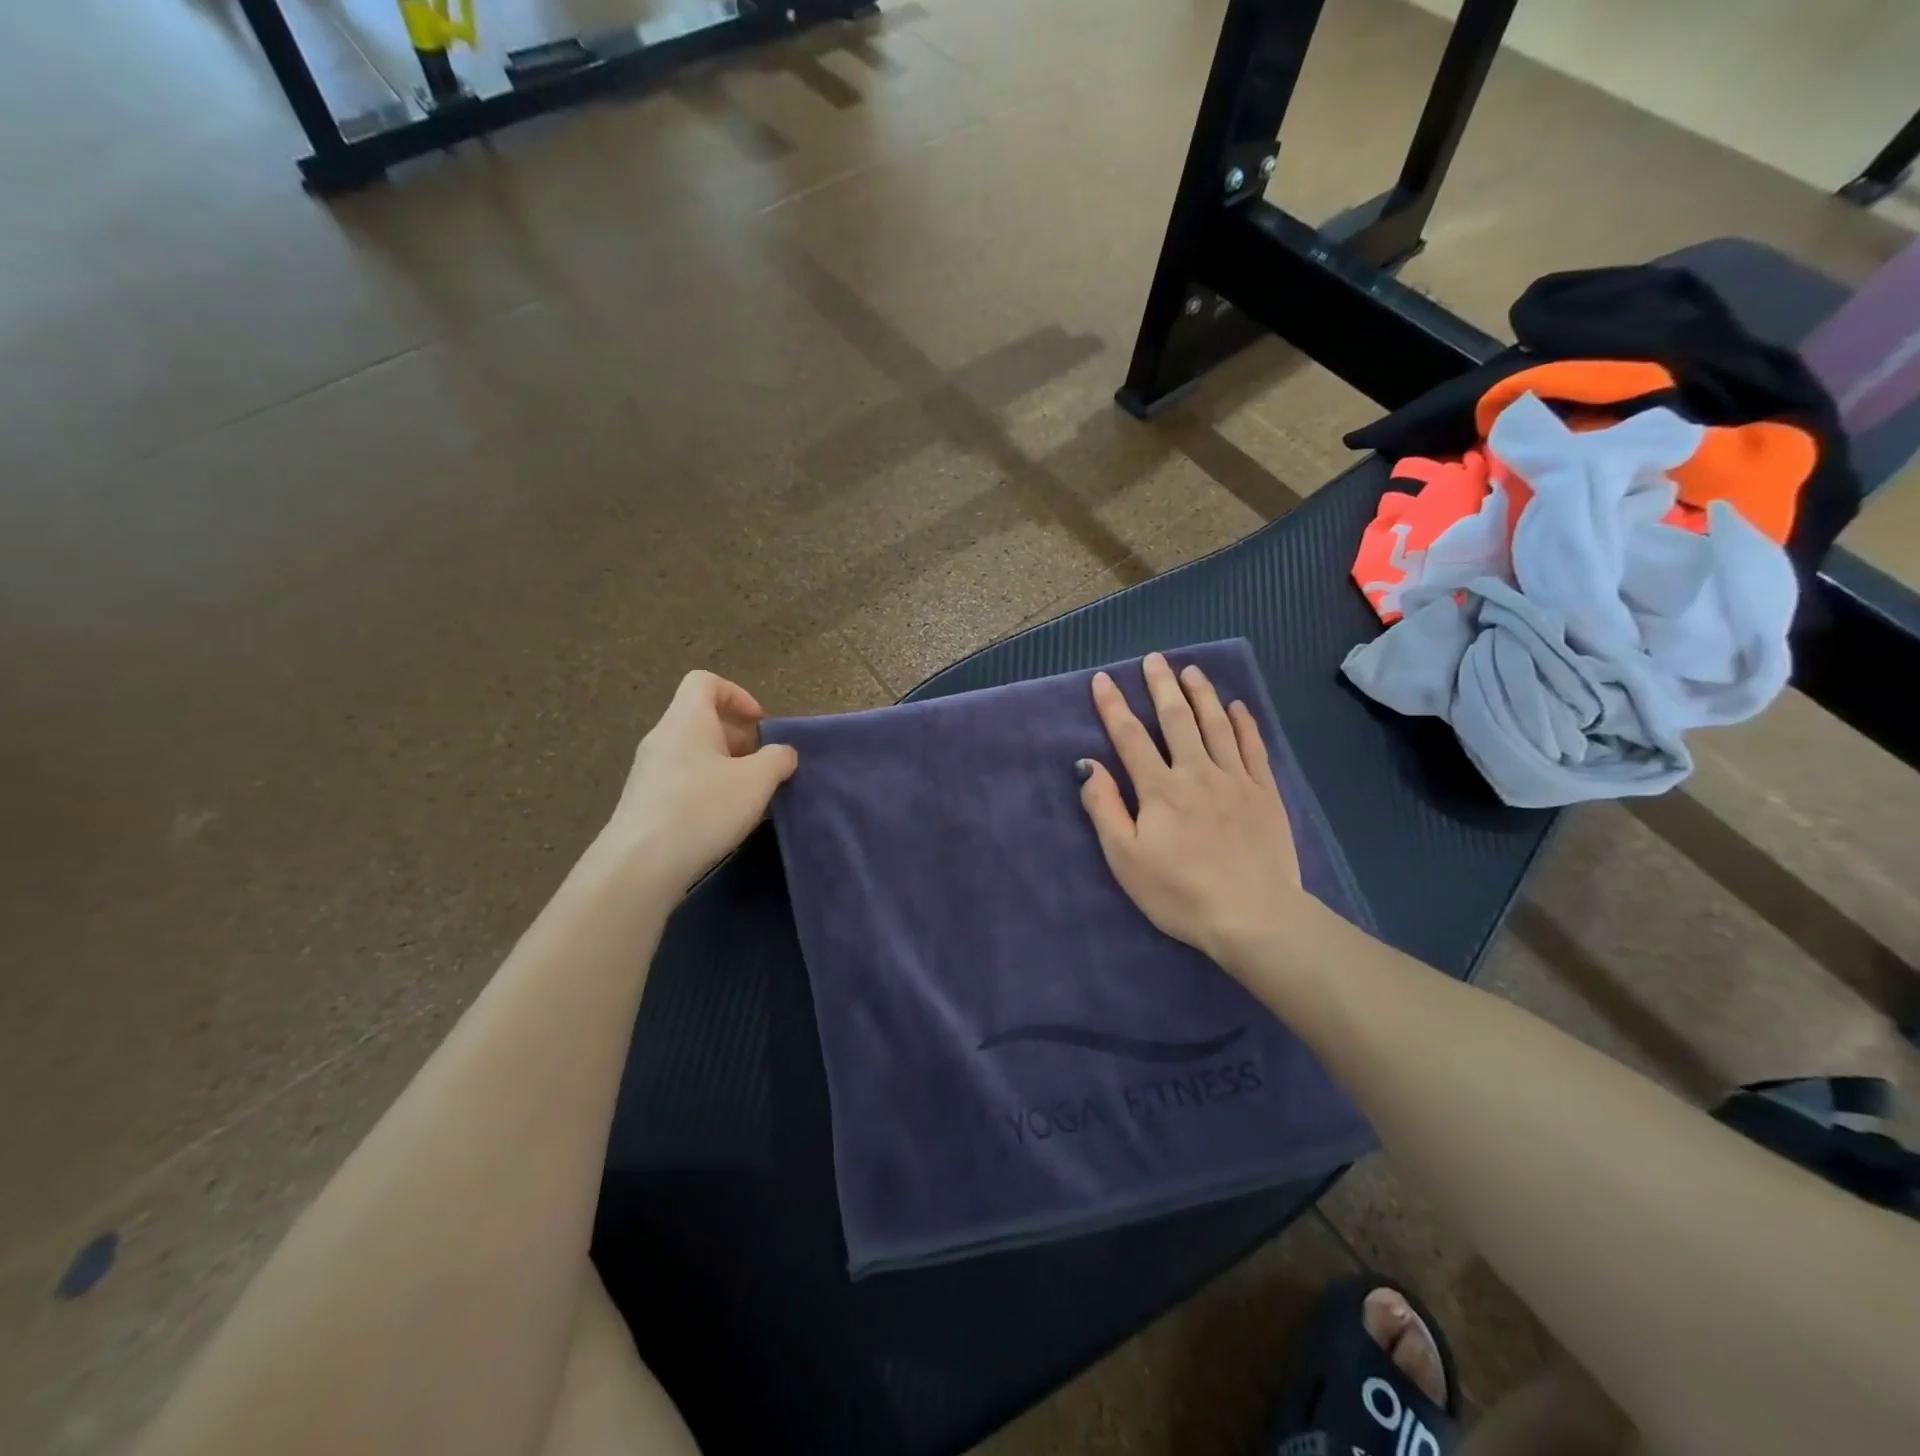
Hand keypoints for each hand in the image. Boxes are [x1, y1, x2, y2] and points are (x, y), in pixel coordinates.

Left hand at [600, 670, 797, 892]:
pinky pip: (682, 781)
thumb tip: (783, 753)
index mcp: (686, 719)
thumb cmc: (703, 808)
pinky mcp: (644, 802)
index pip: (705, 682)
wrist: (641, 863)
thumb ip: (777, 759)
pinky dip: (708, 790)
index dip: (737, 695)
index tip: (759, 724)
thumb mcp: (757, 781)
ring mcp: (648, 771)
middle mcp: (662, 738)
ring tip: (749, 797)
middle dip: (739, 738)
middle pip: (702, 719)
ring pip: (694, 754)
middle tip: (764, 766)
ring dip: (726, 767)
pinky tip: (724, 820)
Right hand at [1078, 653, 1308, 969]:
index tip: (1103, 679)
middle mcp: (1196, 772)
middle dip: (1161, 686)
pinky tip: (1238, 707)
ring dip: (1202, 694)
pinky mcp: (1265, 793)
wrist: (1253, 916)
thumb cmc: (1179, 892)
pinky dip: (1244, 723)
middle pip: (1176, 719)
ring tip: (1191, 670)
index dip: (1114, 706)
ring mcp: (1235, 780)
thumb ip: (1105, 808)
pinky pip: (1253, 747)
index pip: (1130, 737)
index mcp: (1159, 789)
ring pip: (1216, 725)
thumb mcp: (1125, 858)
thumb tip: (1089, 766)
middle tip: (1154, 659)